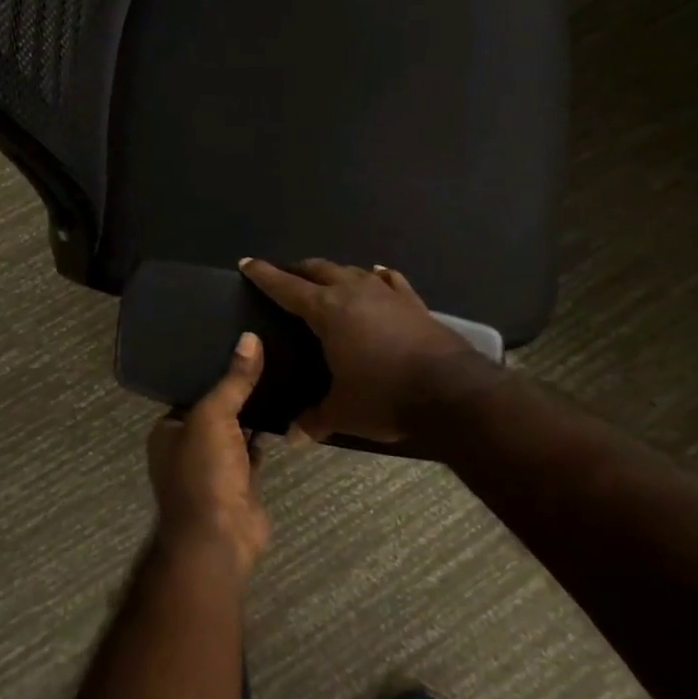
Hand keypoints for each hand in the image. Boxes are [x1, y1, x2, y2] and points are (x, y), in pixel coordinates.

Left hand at [147, 332, 270, 579]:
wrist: (220, 539)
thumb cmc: (203, 472)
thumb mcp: (214, 416)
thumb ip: (233, 380)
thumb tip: (249, 337)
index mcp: (168, 430)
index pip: (189, 389)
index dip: (211, 367)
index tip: (236, 341)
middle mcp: (187, 446)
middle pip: (215, 408)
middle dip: (236, 387)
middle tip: (264, 351)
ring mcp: (215, 466)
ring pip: (236, 428)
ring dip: (253, 409)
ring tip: (279, 370)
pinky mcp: (242, 481)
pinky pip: (255, 448)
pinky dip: (267, 433)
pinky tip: (287, 407)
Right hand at [240, 258, 477, 443]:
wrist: (449, 391)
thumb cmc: (384, 396)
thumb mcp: (343, 412)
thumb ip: (315, 419)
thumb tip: (293, 435)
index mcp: (327, 311)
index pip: (286, 287)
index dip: (265, 275)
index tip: (248, 263)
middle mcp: (353, 292)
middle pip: (319, 269)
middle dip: (298, 270)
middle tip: (286, 275)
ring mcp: (386, 293)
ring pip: (352, 270)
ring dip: (335, 272)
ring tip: (326, 278)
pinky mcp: (413, 302)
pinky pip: (389, 280)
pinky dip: (375, 277)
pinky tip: (375, 275)